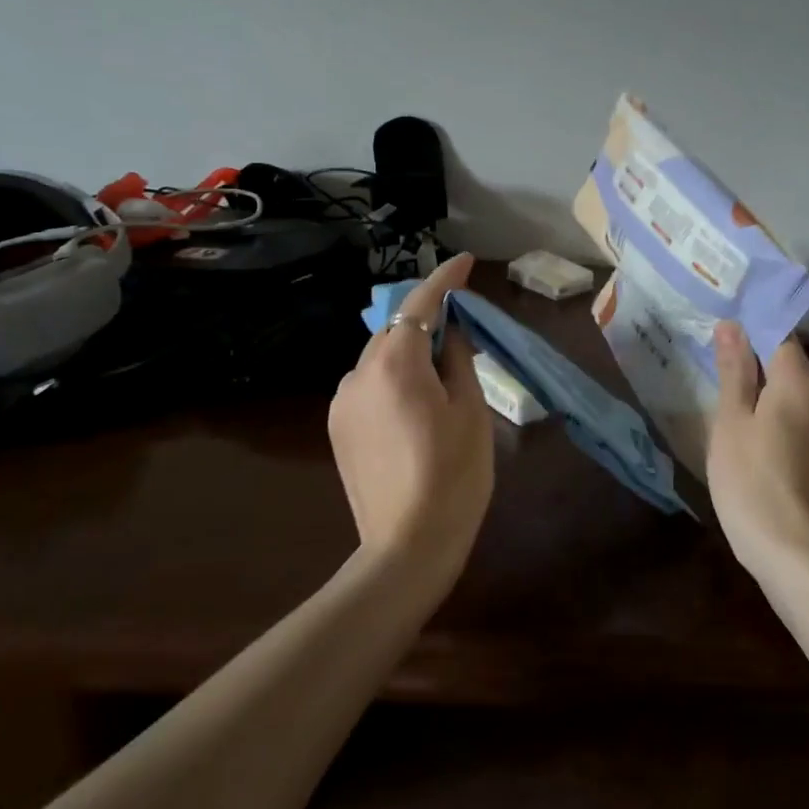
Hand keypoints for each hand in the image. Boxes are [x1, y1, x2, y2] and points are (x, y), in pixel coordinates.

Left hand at [329, 253, 494, 573]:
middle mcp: (358, 373)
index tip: (467, 262)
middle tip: (464, 330)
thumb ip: (457, 358)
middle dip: (428, 320)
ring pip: (380, 358)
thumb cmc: (454, 476)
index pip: (420, 304)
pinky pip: (369, 386)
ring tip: (441, 375)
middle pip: (396, 330)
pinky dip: (393, 379)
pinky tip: (414, 405)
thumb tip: (451, 330)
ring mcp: (342, 402)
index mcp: (395, 364)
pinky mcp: (337, 428)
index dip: (445, 279)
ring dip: (409, 353)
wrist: (407, 546)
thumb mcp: (471, 410)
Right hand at [707, 322, 808, 575]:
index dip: (750, 326)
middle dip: (752, 354)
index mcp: (800, 383)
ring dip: (760, 382)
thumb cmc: (750, 478)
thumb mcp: (731, 419)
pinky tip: (744, 420)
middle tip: (711, 353)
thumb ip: (734, 369)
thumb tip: (731, 324)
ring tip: (722, 384)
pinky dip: (771, 406)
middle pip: (787, 360)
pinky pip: (794, 411)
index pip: (780, 334)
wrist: (789, 548)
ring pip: (790, 387)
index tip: (719, 325)